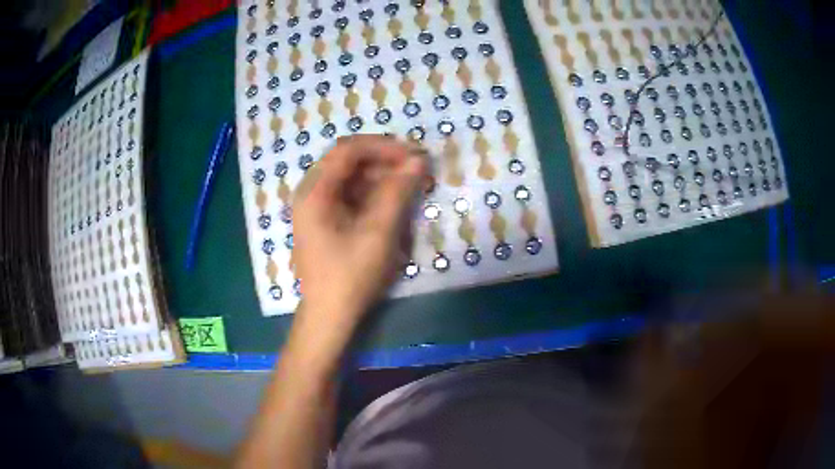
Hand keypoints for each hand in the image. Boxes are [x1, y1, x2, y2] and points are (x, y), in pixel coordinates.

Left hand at [292, 135, 426, 336]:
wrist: (329, 317)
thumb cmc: (350, 276)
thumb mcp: (378, 232)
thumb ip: (397, 191)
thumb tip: (418, 160)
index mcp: (314, 191)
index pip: (348, 150)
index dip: (383, 147)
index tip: (413, 156)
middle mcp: (310, 193)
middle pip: (348, 161)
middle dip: (383, 161)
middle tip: (415, 171)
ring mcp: (316, 207)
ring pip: (351, 178)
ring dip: (380, 178)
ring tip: (409, 187)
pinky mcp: (325, 221)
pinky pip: (350, 196)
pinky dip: (373, 195)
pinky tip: (392, 204)